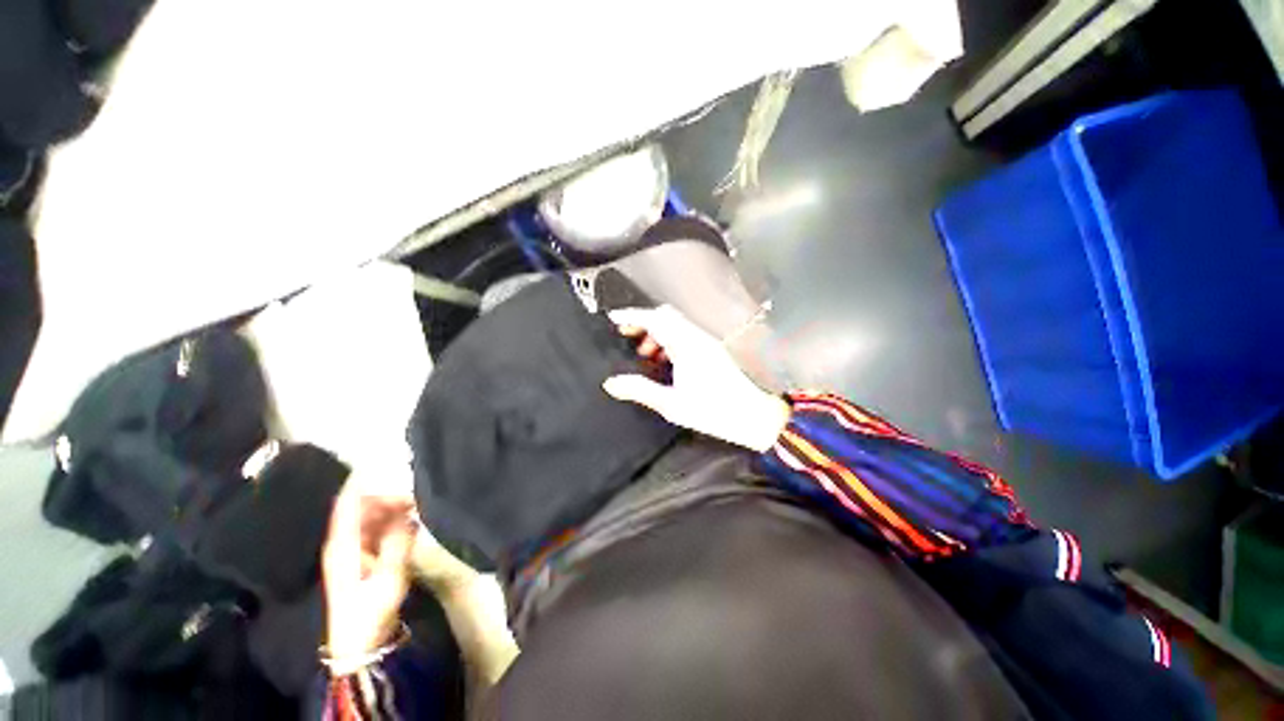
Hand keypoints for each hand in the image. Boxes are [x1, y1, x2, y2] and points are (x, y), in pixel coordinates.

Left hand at [321, 483, 417, 669]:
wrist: (359, 643)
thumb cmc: (370, 610)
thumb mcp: (389, 577)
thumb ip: (398, 543)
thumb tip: (409, 515)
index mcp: (344, 544)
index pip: (349, 503)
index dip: (365, 483)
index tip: (391, 469)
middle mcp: (344, 542)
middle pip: (362, 508)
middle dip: (388, 497)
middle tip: (417, 495)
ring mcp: (352, 551)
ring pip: (370, 518)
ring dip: (392, 509)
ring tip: (418, 506)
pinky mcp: (362, 559)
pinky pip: (376, 530)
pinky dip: (392, 522)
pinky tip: (410, 524)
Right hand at [604, 305, 790, 451]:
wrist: (753, 416)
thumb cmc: (713, 411)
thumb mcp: (672, 404)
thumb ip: (641, 390)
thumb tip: (612, 383)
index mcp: (686, 346)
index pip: (655, 319)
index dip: (632, 316)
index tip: (613, 320)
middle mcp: (697, 338)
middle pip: (666, 316)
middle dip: (643, 321)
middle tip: (626, 336)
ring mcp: (706, 343)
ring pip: (675, 325)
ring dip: (656, 332)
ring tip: (644, 353)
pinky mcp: (712, 351)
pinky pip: (685, 335)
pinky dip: (669, 340)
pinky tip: (664, 361)